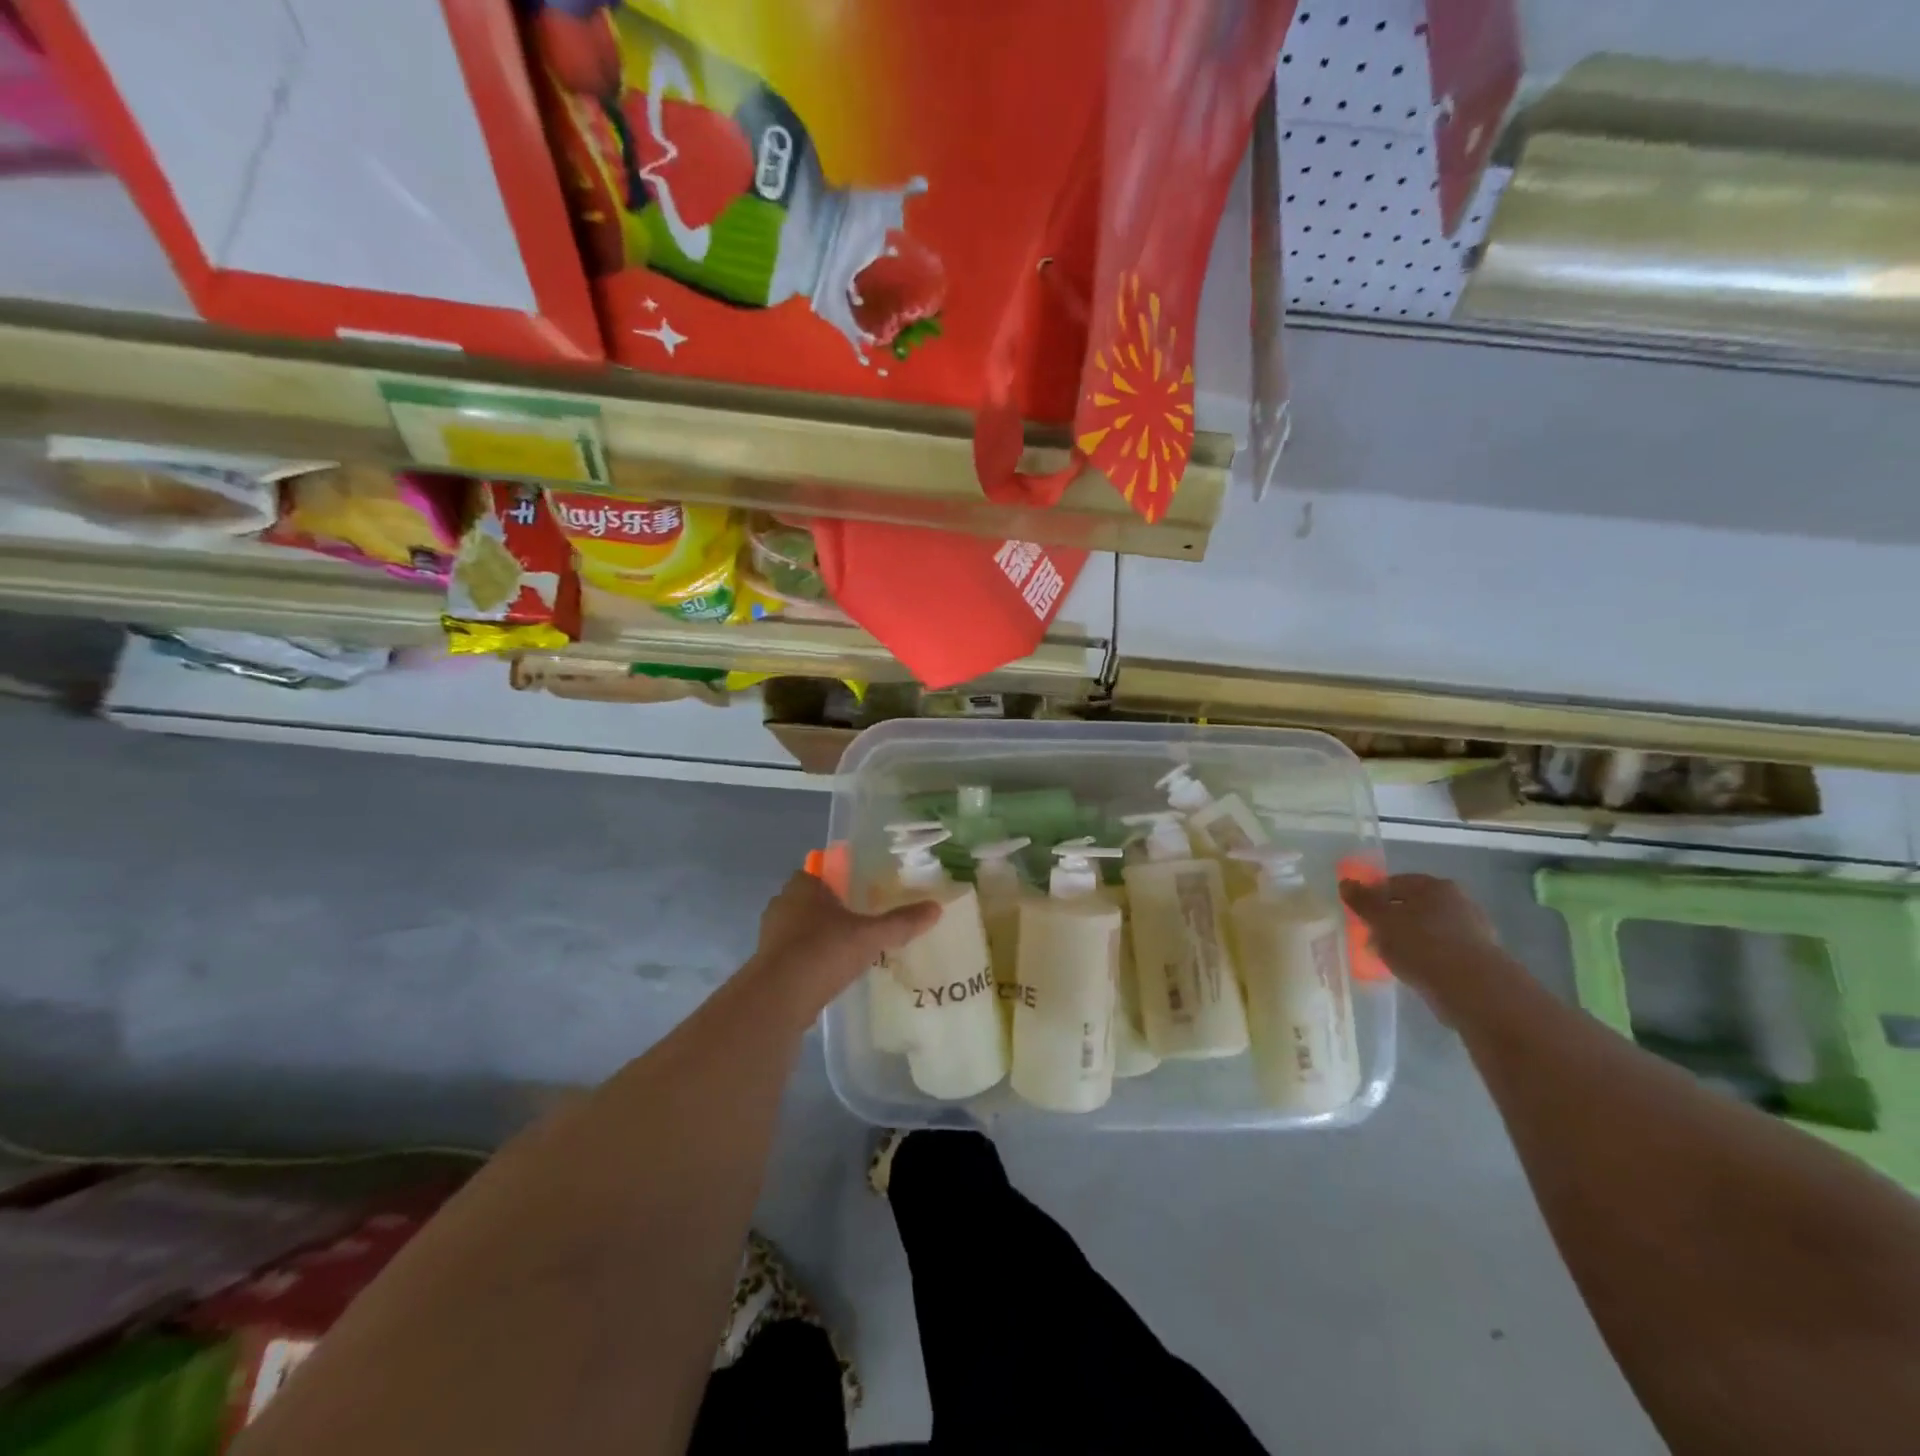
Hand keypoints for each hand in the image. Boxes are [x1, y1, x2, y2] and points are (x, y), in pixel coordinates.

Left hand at [751, 871, 940, 1005]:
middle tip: (863, 919)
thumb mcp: (870, 936)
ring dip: (821, 934)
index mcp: (804, 885)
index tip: (863, 890)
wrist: (778, 999)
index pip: (821, 870)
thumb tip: (936, 908)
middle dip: (834, 908)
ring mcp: (771, 934)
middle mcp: (783, 903)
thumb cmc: (823, 952)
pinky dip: (812, 958)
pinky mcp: (768, 964)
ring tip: (850, 947)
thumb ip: (901, 922)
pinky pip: (795, 953)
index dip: (842, 878)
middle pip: (813, 899)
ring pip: (802, 927)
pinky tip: (832, 971)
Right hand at [1339, 873, 1506, 997]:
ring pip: (1427, 930)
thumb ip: (1362, 901)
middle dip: (1391, 921)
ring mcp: (1472, 930)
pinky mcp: (1479, 958)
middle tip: (1372, 939)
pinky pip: (1441, 952)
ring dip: (1409, 941)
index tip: (1359, 917)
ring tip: (1391, 959)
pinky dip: (1426, 958)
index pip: (1393, 884)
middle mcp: (1457, 901)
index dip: (1372, 898)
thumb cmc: (1421, 944)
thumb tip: (1345, 883)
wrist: (1474, 989)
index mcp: (1434, 886)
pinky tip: (1414, 971)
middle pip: (1412, 907)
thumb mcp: (1381, 920)